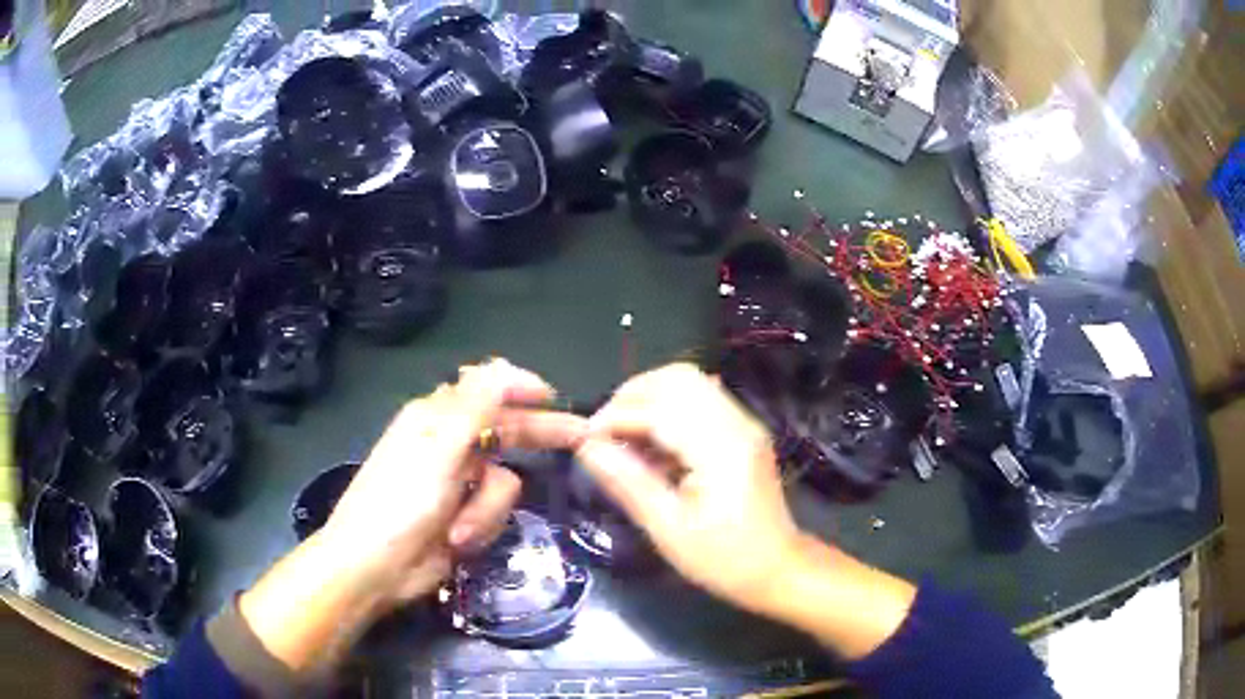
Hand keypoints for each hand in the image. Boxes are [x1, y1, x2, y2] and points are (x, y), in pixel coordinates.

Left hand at [239, 359, 587, 672]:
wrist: (375, 567)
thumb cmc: (400, 504)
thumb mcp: (438, 450)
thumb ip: (475, 406)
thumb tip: (502, 364)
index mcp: (437, 417)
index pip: (488, 389)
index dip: (522, 389)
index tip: (554, 396)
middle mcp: (450, 444)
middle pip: (506, 430)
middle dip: (538, 436)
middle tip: (581, 437)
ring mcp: (457, 483)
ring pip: (504, 482)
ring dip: (486, 508)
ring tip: (459, 529)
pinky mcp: (463, 515)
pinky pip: (494, 511)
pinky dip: (480, 526)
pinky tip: (458, 540)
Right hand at [576, 363, 915, 658]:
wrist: (779, 569)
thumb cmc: (725, 560)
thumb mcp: (669, 530)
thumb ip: (628, 483)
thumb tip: (587, 447)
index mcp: (721, 449)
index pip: (659, 408)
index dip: (615, 416)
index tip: (585, 439)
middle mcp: (737, 423)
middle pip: (678, 378)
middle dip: (632, 395)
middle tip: (604, 431)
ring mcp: (744, 423)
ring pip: (690, 382)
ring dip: (650, 397)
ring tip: (624, 434)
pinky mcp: (743, 431)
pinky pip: (701, 399)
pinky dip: (668, 408)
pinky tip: (653, 442)